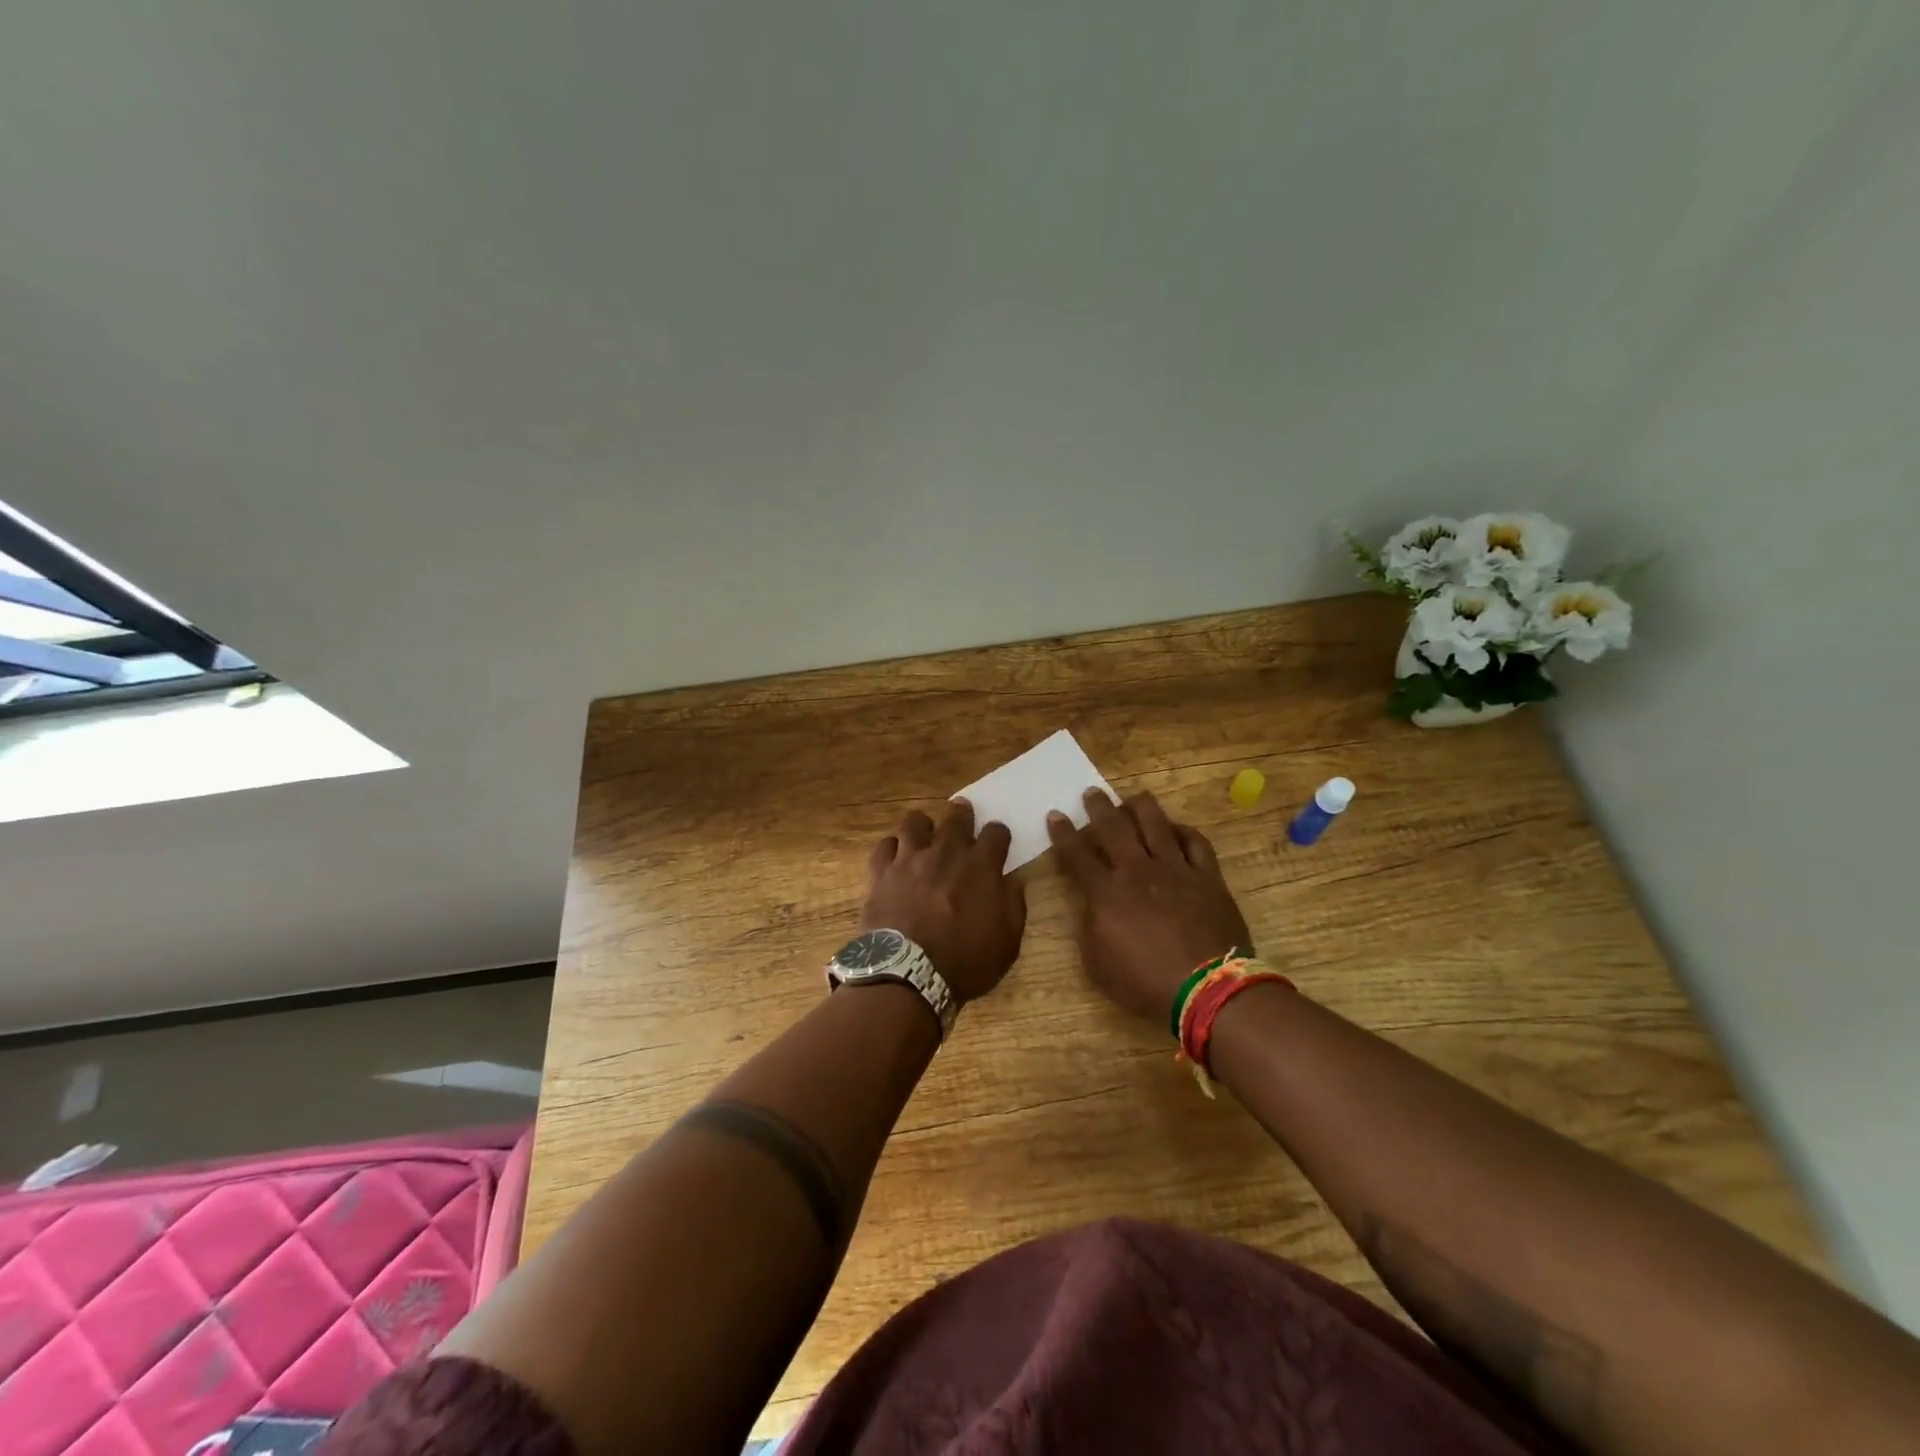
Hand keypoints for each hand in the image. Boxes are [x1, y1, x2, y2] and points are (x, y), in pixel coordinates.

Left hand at [860, 799, 1027, 1003]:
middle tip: (962, 813)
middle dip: (963, 814)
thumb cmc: (965, 963)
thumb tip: (1012, 880)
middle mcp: (946, 853)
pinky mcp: (881, 872)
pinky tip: (895, 857)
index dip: (999, 834)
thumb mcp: (1007, 941)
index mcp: (981, 866)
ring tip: (925, 833)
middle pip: (956, 818)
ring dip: (924, 825)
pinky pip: (885, 846)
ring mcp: (910, 859)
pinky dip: (892, 848)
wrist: (908, 974)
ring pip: (915, 822)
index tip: (998, 841)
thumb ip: (1013, 904)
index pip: (996, 833)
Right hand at [1048, 789, 1252, 1025]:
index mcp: (1106, 892)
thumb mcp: (1097, 963)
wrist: (1206, 988)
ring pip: (1156, 824)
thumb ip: (1090, 926)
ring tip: (1134, 797)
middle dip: (1099, 807)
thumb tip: (1092, 904)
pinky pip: (1196, 843)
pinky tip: (1177, 829)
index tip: (1055, 815)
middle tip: (1092, 793)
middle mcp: (1138, 870)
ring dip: (1141, 807)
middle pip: (1114, 828)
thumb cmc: (1144, 982)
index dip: (1063, 833)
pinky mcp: (1207, 877)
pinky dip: (1184, 832)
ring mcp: (1176, 870)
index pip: (1077, 854)